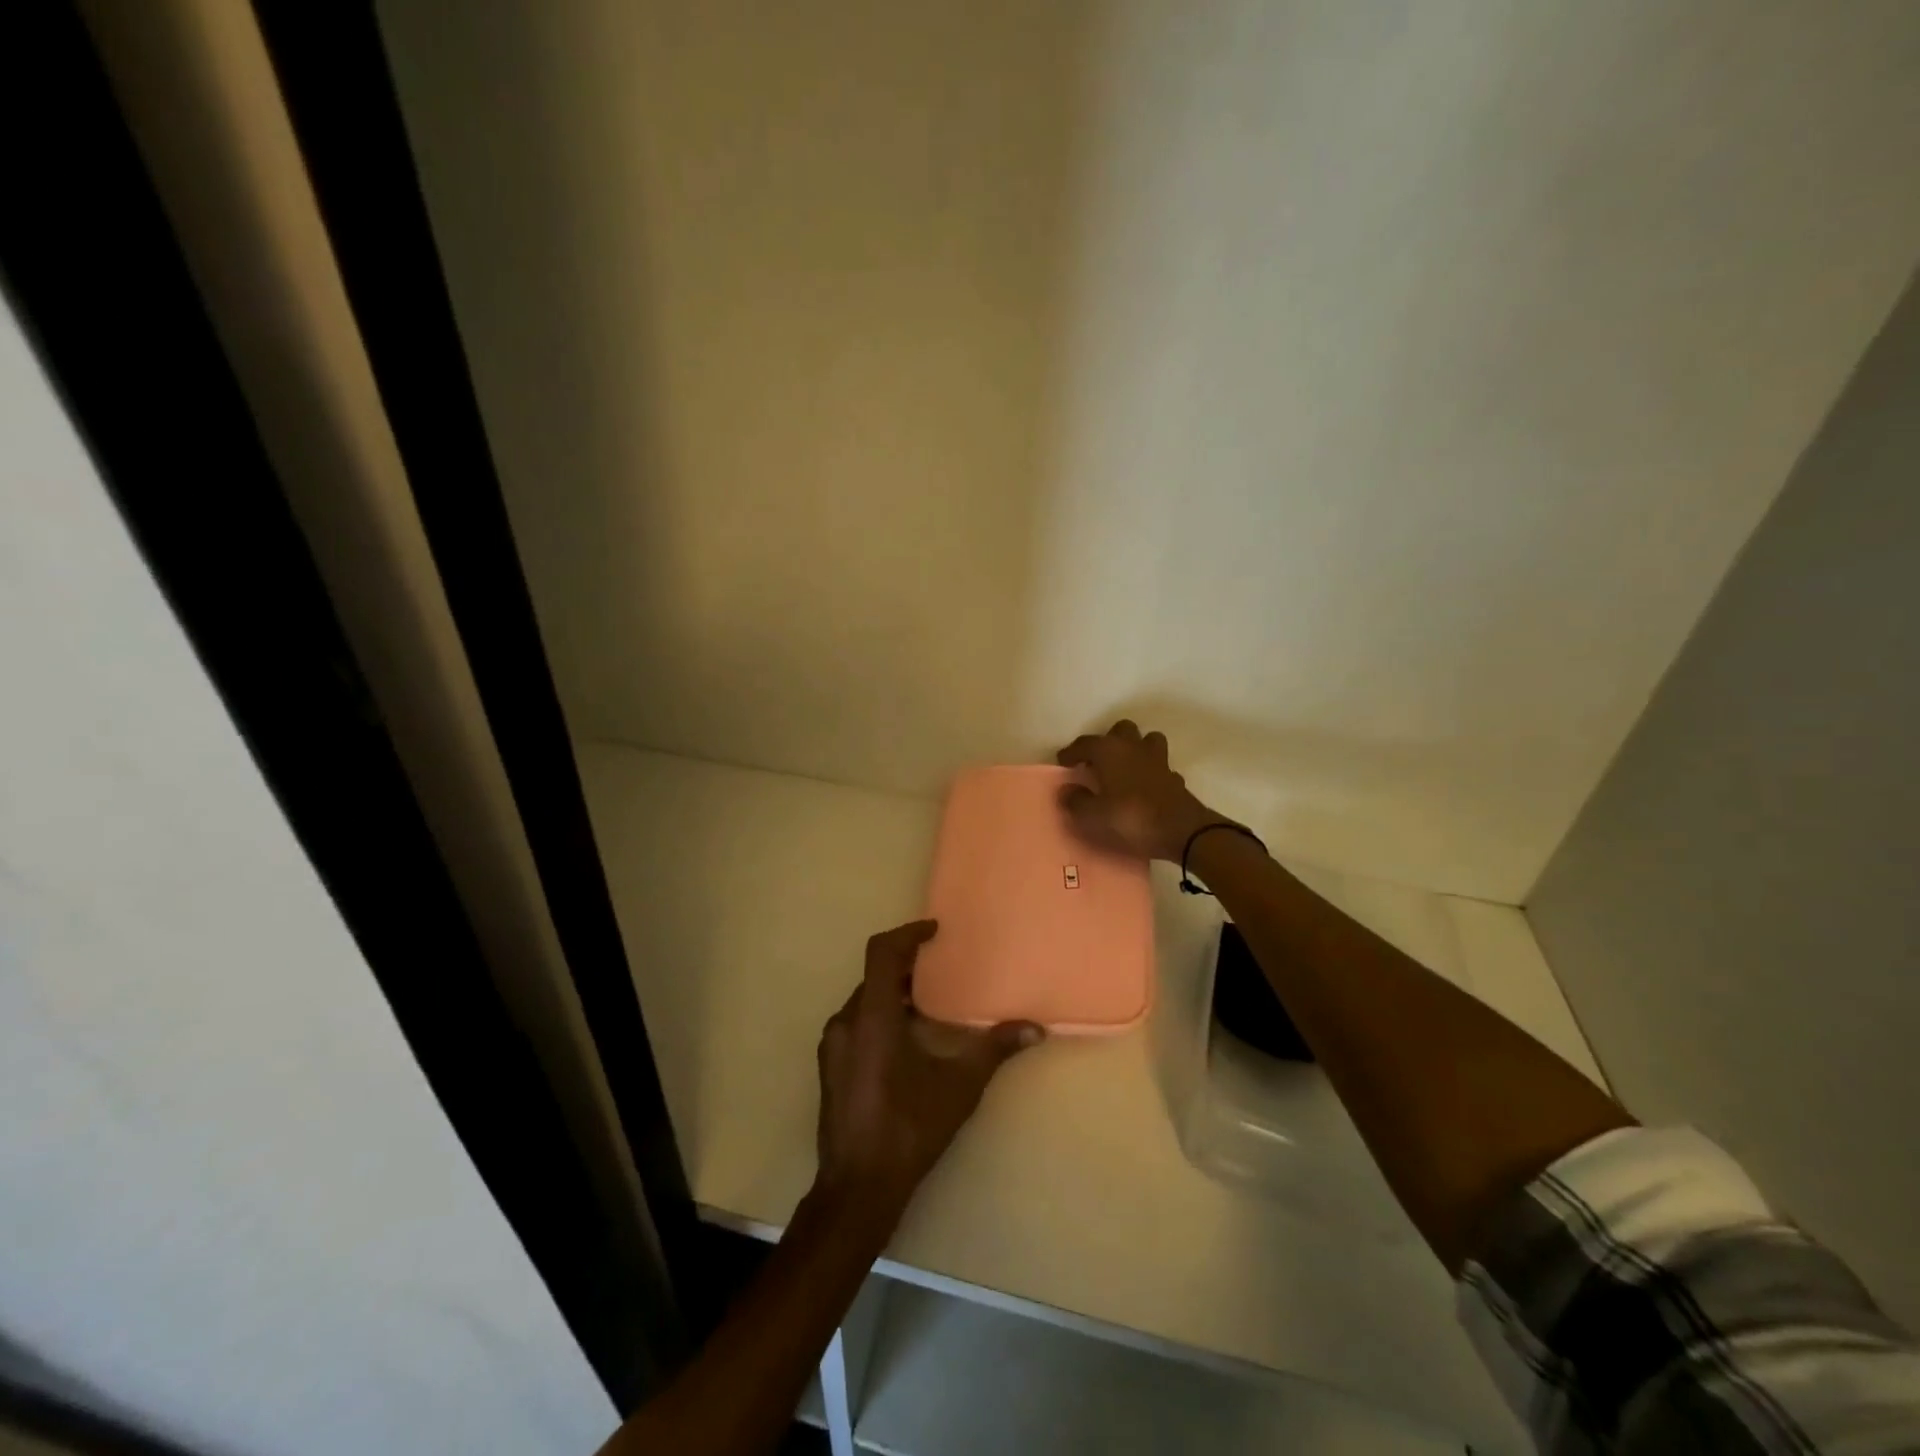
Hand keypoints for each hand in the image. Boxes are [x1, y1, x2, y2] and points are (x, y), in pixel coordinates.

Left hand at [815, 921, 1042, 1217]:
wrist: (858, 1187)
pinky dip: (880, 1017)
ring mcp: (832, 1046)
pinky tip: (906, 1043)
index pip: (882, 952)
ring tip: (928, 1007)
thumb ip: (994, 1050)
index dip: (908, 934)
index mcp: (872, 1016)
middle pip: (873, 975)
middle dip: (906, 967)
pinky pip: (855, 1024)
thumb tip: (1035, 1029)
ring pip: (864, 1001)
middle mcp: (845, 1022)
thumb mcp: (959, 1087)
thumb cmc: (909, 1128)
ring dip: (893, 995)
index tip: (934, 931)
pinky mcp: (829, 1067)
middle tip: (939, 970)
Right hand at [1056, 719, 1226, 861]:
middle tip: (1096, 762)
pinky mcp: (1174, 776)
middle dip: (1107, 741)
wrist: (1181, 831)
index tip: (1063, 763)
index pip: (1084, 743)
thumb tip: (1068, 789)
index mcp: (1109, 751)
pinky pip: (1159, 765)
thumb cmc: (1130, 818)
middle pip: (1120, 730)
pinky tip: (1144, 787)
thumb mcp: (1092, 816)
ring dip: (1134, 749)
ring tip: (1123, 768)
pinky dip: (1150, 771)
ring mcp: (1158, 760)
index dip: (1071, 752)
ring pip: (1146, 740)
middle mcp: (1133, 747)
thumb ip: (1075, 801)